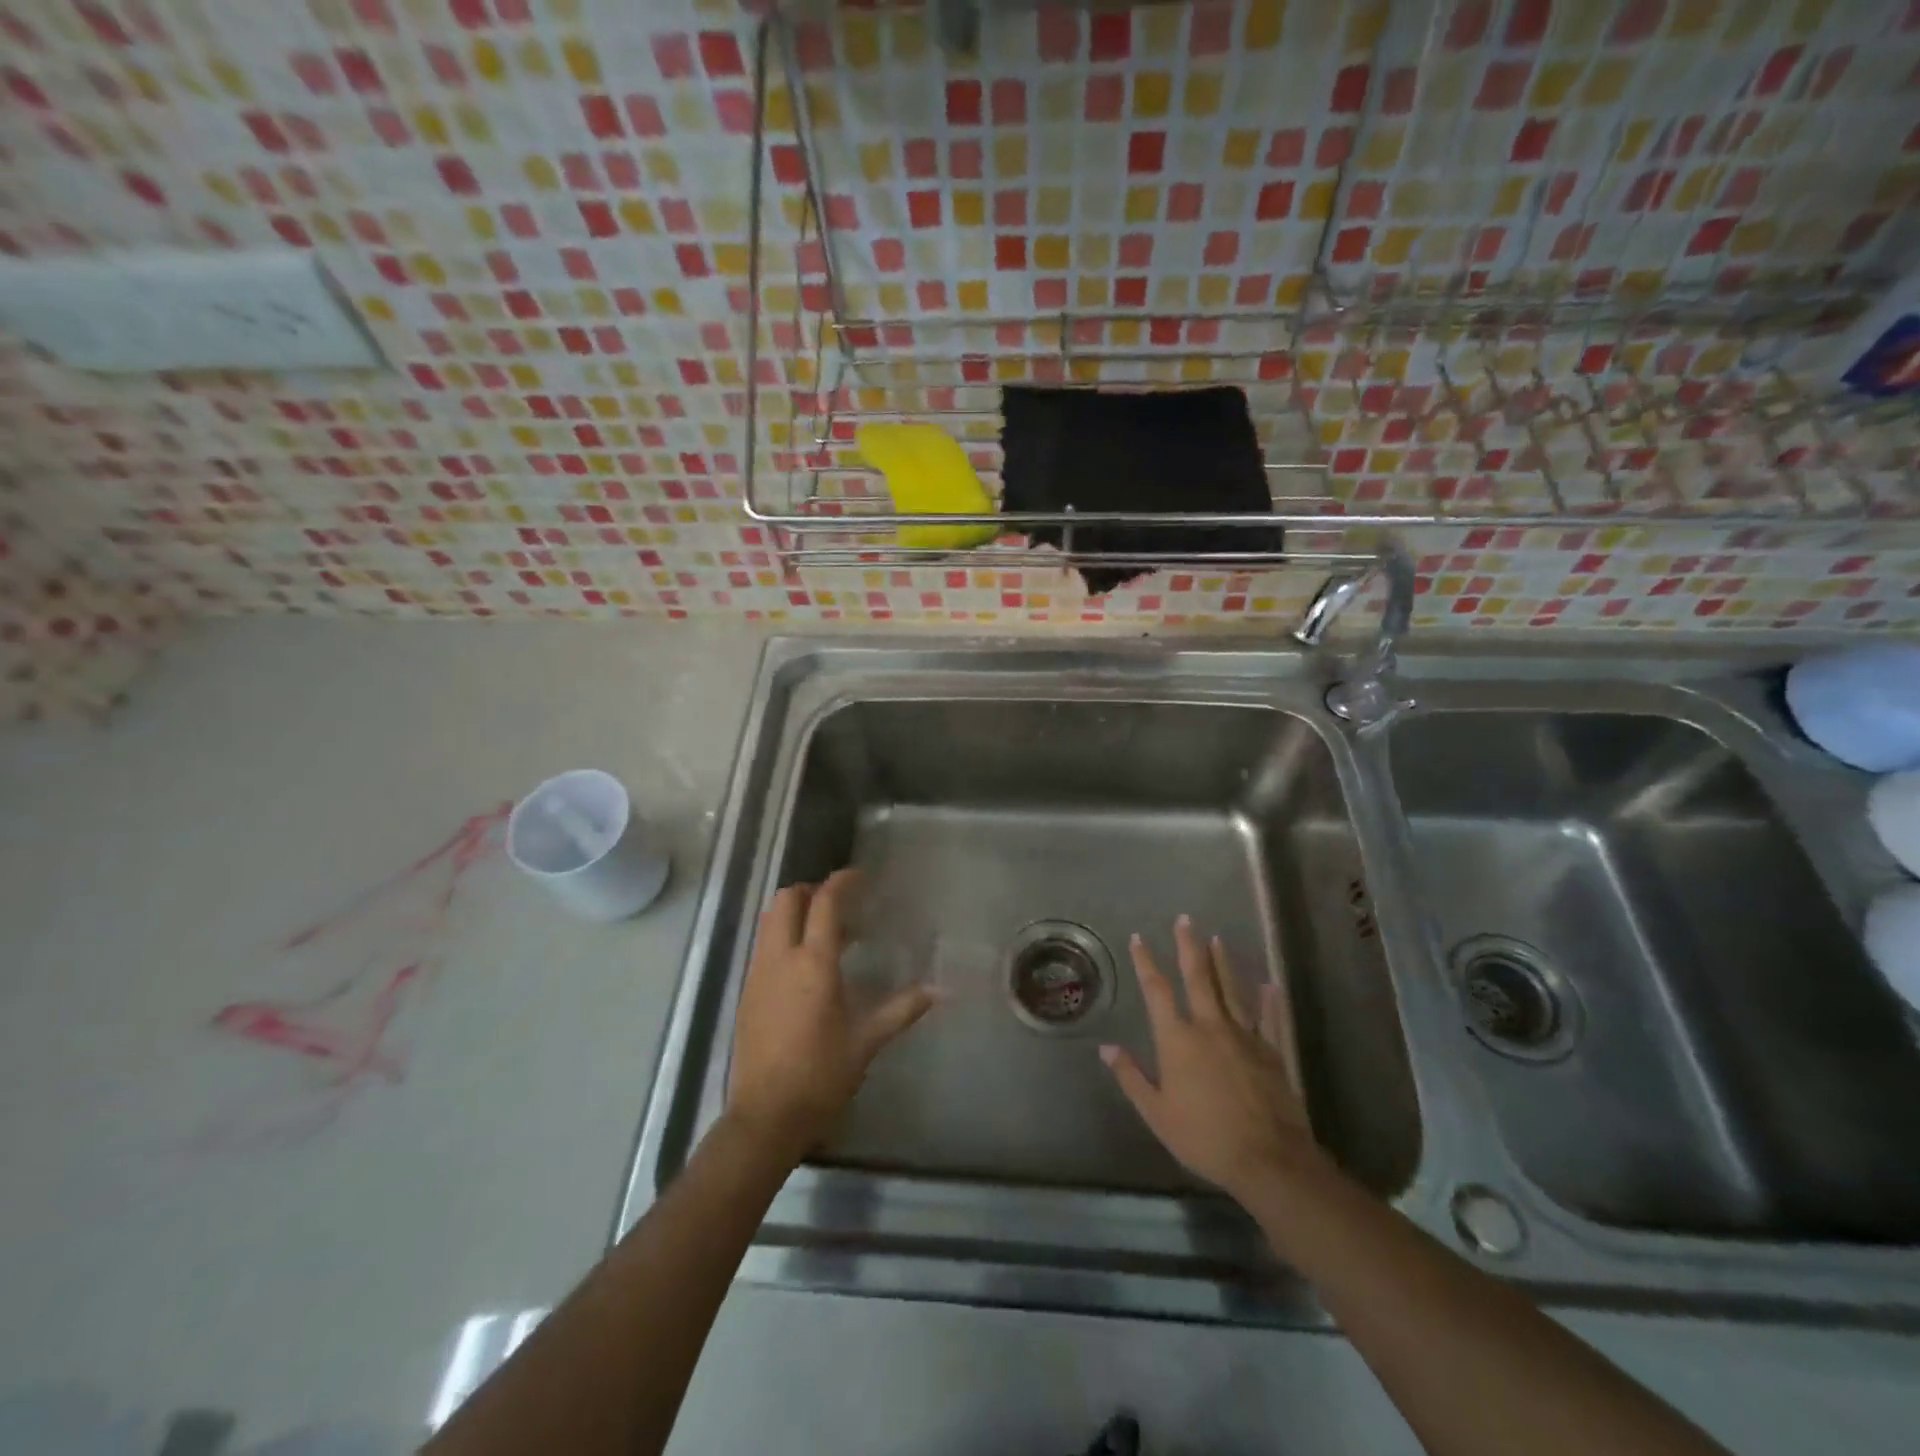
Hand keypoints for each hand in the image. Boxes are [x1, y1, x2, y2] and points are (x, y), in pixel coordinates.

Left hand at [727, 869, 935, 1159]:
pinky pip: (764, 945)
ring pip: (770, 921)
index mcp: (813, 964)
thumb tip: (941, 990)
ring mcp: (759, 974)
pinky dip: (783, 936)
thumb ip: (902, 1009)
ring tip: (826, 932)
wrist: (766, 1116)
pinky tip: (805, 965)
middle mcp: (780, 958)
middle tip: (839, 903)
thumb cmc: (821, 1075)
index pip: (824, 904)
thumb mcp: (867, 1041)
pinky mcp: (748, 992)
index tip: (859, 876)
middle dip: (811, 891)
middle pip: (786, 900)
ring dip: (794, 912)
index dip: (841, 883)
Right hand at [1101, 915, 1320, 1202]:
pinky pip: (1269, 1019)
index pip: (1157, 991)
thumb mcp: (1157, 1113)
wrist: (1267, 1160)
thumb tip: (1106, 1047)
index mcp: (1178, 1039)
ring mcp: (1244, 1036)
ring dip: (1223, 963)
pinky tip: (1269, 983)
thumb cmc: (1204, 1137)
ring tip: (1217, 939)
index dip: (1146, 962)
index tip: (1139, 938)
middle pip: (1198, 977)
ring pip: (1232, 990)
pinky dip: (1269, 1000)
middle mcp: (1209, 1027)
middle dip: (1189, 946)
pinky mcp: (1271, 1051)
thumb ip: (1131, 1077)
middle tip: (1185, 919)